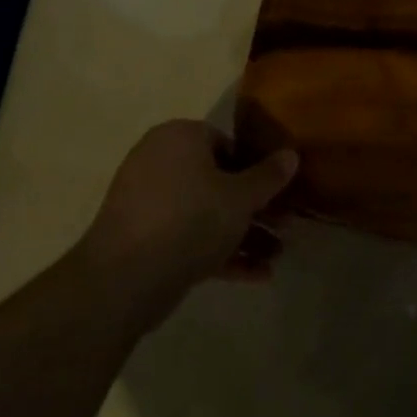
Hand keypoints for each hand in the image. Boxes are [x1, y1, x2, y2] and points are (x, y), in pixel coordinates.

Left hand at [79, 120, 298, 303]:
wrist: (124, 278)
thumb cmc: (190, 219)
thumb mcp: (241, 197)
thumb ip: (269, 176)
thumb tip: (291, 154)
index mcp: (180, 138)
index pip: (226, 142)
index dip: (256, 167)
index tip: (279, 190)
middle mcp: (160, 163)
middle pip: (218, 181)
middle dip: (254, 207)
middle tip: (285, 224)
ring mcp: (149, 203)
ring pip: (206, 214)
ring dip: (243, 234)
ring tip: (277, 256)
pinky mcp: (144, 240)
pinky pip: (189, 238)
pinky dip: (220, 253)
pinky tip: (257, 275)